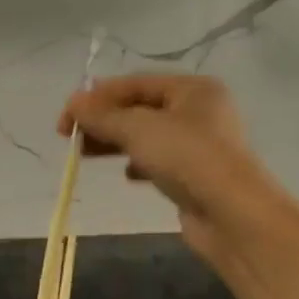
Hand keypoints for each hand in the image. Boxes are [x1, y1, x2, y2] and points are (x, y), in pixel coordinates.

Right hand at [60, 74, 283, 263]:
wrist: (233, 215)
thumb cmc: (187, 158)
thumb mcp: (138, 129)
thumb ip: (102, 115)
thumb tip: (72, 103)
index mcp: (192, 89)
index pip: (134, 83)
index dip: (96, 97)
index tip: (65, 118)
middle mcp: (199, 111)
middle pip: (139, 108)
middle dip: (103, 120)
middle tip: (70, 137)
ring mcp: (200, 145)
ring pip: (146, 135)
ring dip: (115, 141)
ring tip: (86, 154)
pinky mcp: (196, 175)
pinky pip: (159, 160)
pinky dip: (137, 163)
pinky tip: (127, 175)